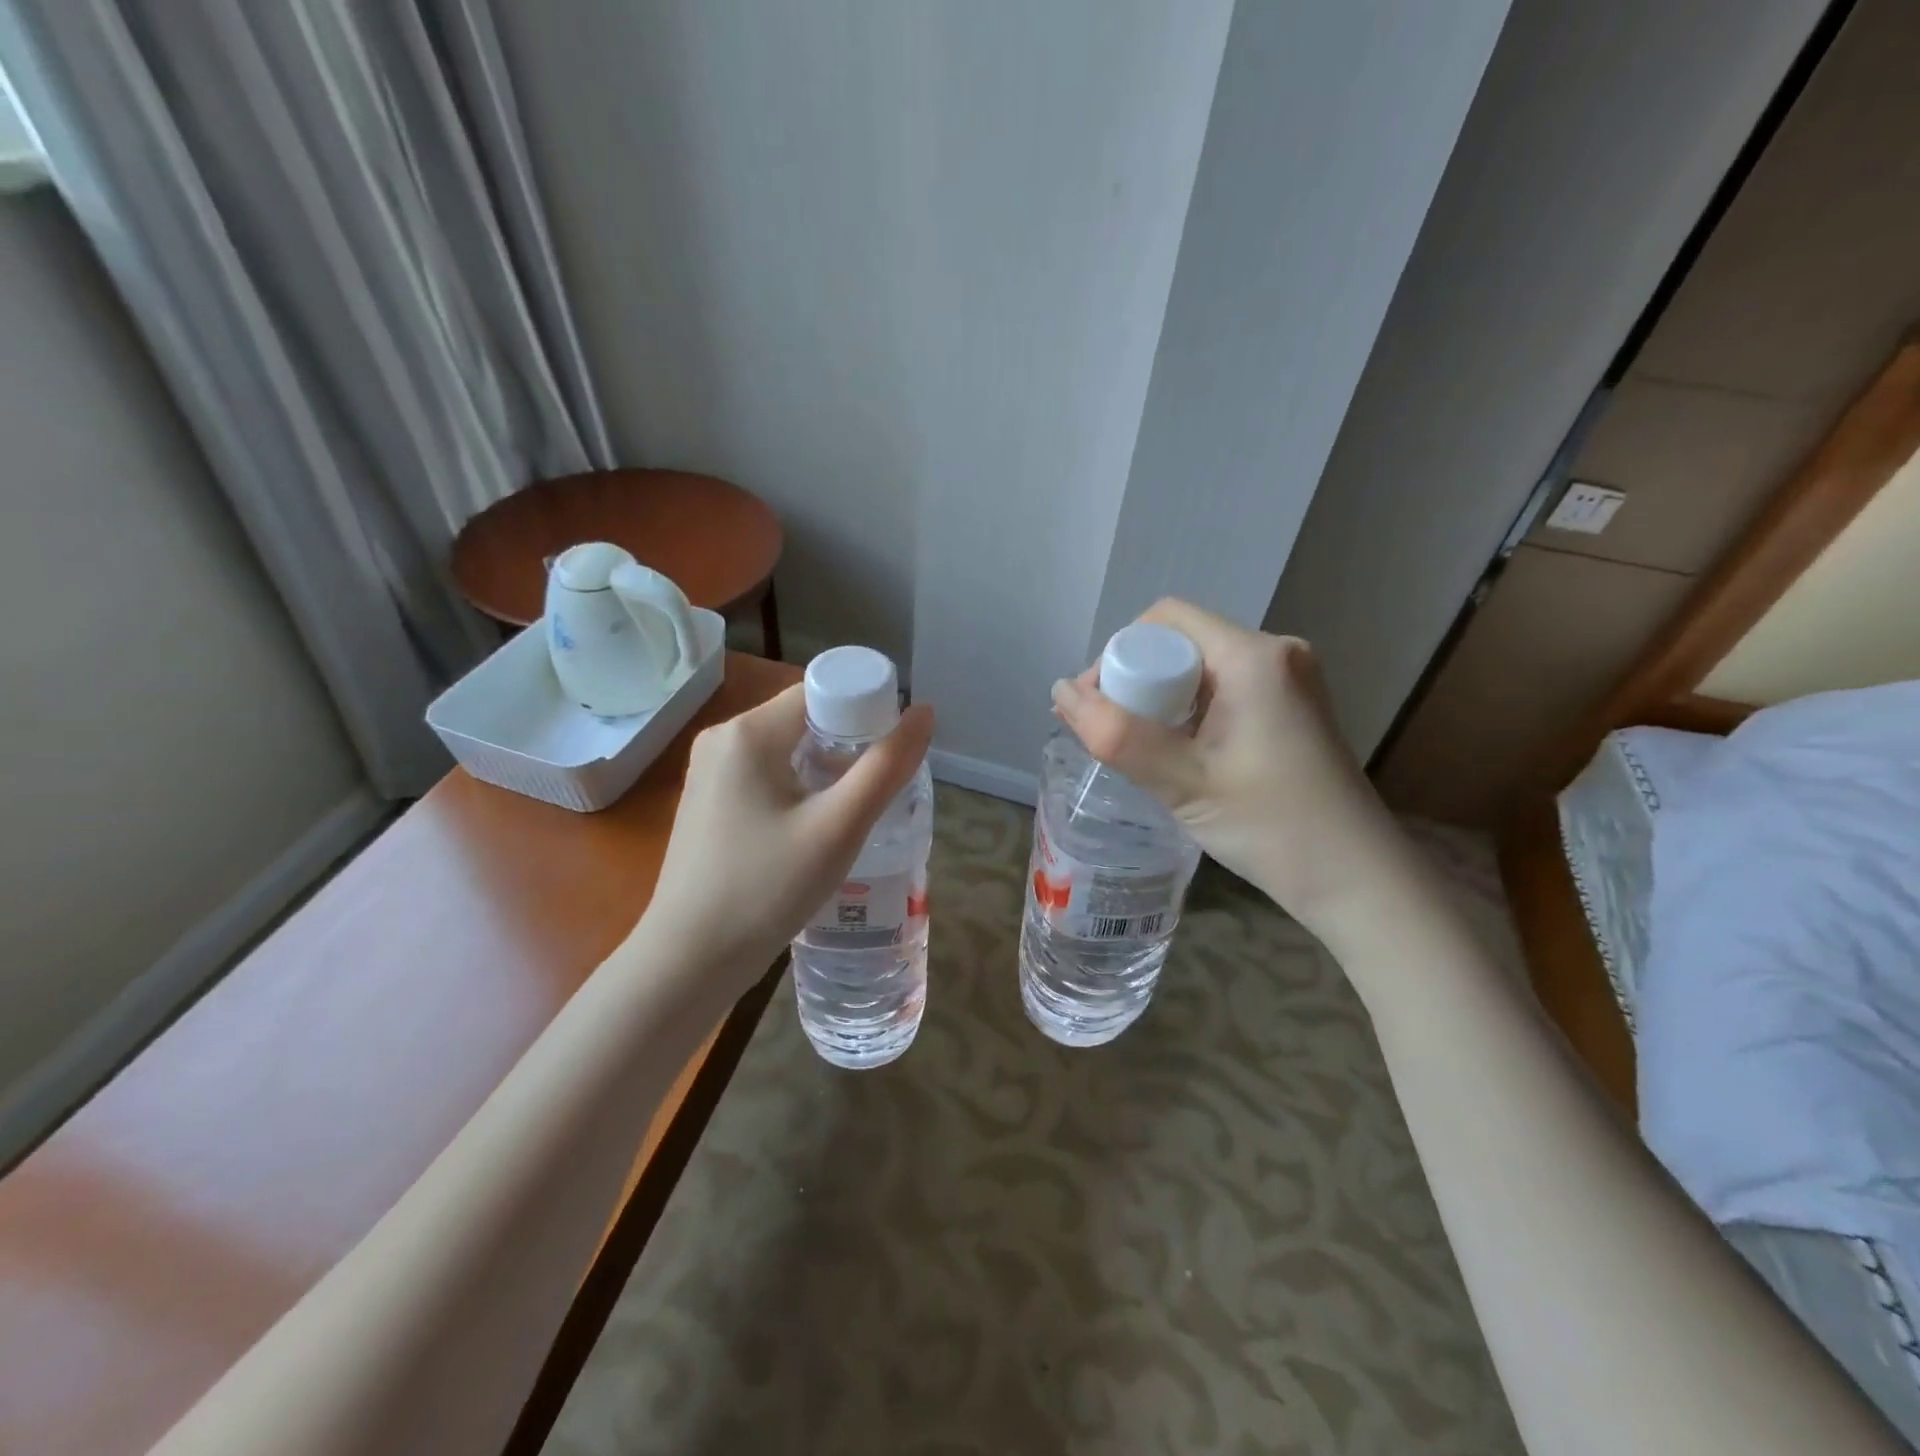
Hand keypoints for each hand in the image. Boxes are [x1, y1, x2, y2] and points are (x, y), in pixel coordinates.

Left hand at [628, 684, 934, 999]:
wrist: (688, 961)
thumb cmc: (766, 889)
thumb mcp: (837, 828)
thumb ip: (886, 767)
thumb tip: (925, 713)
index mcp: (747, 732)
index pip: (821, 693)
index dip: (866, 712)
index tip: (894, 754)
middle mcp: (722, 740)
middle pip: (805, 720)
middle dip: (850, 746)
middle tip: (882, 789)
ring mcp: (710, 773)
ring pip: (788, 751)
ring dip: (828, 771)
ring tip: (856, 811)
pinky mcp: (710, 804)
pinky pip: (767, 776)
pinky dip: (801, 789)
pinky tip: (818, 828)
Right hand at [1049, 599, 1409, 934]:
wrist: (1357, 880)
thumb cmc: (1271, 827)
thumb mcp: (1183, 782)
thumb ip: (1116, 736)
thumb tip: (1059, 692)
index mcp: (1254, 657)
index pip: (1165, 621)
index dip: (1119, 654)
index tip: (1096, 706)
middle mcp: (1276, 653)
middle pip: (1182, 642)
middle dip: (1136, 680)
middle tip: (1110, 734)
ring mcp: (1290, 681)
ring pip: (1201, 669)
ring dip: (1161, 700)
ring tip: (1137, 749)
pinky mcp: (1292, 708)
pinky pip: (1224, 690)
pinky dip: (1189, 713)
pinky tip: (1177, 753)